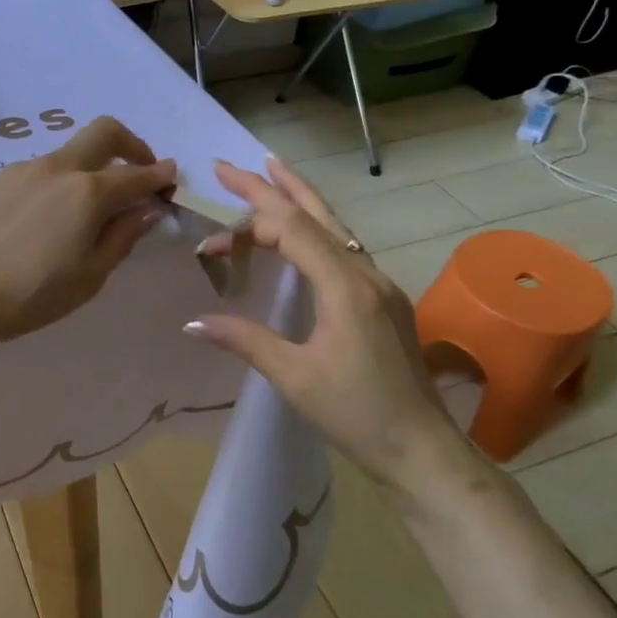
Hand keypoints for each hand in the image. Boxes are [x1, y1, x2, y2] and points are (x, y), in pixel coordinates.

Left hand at [0, 116, 175, 348]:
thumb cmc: (31, 294)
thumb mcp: (90, 276)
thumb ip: (123, 237)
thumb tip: (146, 209)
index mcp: (87, 191)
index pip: (136, 174)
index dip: (160, 176)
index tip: (172, 180)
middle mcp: (58, 167)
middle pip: (104, 132)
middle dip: (132, 145)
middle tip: (140, 174)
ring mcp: (26, 169)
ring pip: (72, 151)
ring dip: (94, 165)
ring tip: (93, 208)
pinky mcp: (1, 179)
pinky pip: (45, 168)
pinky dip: (64, 179)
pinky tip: (54, 216)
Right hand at [185, 157, 466, 488]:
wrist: (424, 451)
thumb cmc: (358, 414)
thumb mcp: (294, 377)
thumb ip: (244, 340)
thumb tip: (192, 321)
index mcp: (345, 286)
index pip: (291, 231)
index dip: (245, 228)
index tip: (208, 243)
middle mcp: (366, 273)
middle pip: (315, 214)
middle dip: (272, 185)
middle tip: (231, 165)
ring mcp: (379, 285)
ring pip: (335, 226)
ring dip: (299, 198)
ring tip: (271, 172)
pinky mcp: (383, 300)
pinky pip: (343, 247)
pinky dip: (315, 227)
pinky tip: (304, 231)